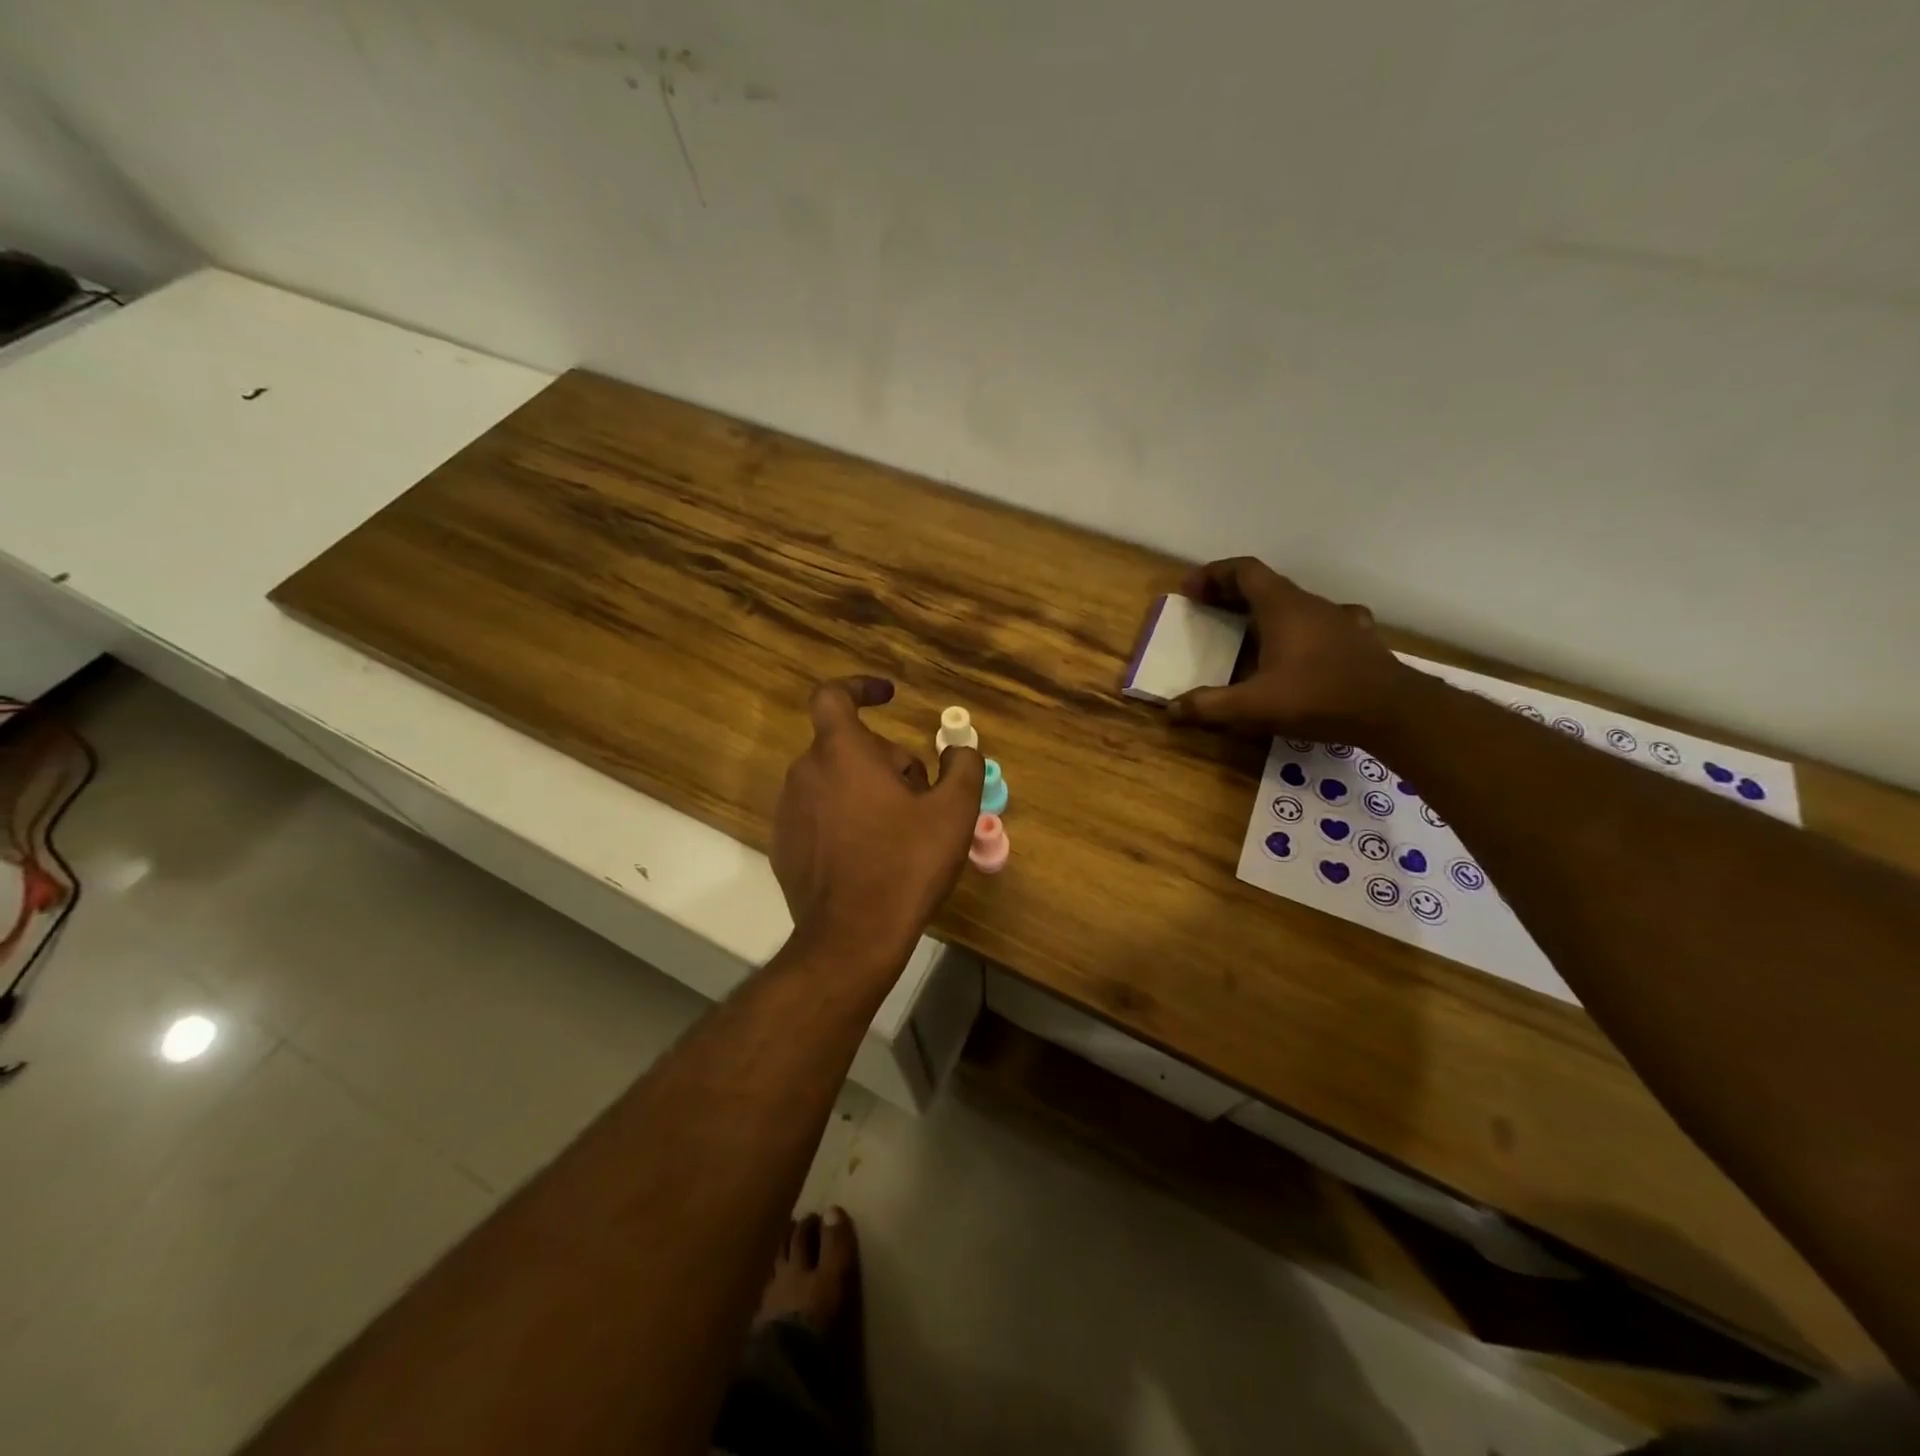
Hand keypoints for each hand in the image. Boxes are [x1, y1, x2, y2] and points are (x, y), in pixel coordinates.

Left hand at [772, 677, 985, 966]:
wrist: (851, 937)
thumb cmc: (905, 864)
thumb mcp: (953, 812)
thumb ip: (963, 767)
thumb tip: (960, 750)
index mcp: (840, 752)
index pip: (834, 695)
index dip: (860, 687)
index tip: (888, 696)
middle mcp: (805, 773)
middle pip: (848, 746)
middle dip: (886, 759)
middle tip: (921, 796)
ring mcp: (788, 811)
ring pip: (834, 781)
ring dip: (867, 790)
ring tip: (900, 830)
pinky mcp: (783, 846)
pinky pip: (819, 814)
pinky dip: (845, 819)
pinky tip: (871, 855)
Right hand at [1167, 558, 1407, 742]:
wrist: (1392, 711)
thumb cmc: (1317, 697)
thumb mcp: (1253, 706)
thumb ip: (1209, 706)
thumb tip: (1170, 711)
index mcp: (1282, 607)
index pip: (1244, 570)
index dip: (1214, 574)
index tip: (1191, 590)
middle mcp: (1310, 604)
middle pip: (1266, 584)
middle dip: (1232, 593)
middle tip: (1208, 609)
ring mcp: (1339, 619)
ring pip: (1294, 602)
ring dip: (1266, 610)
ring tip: (1249, 631)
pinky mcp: (1358, 639)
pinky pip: (1321, 622)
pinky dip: (1300, 628)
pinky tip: (1301, 648)